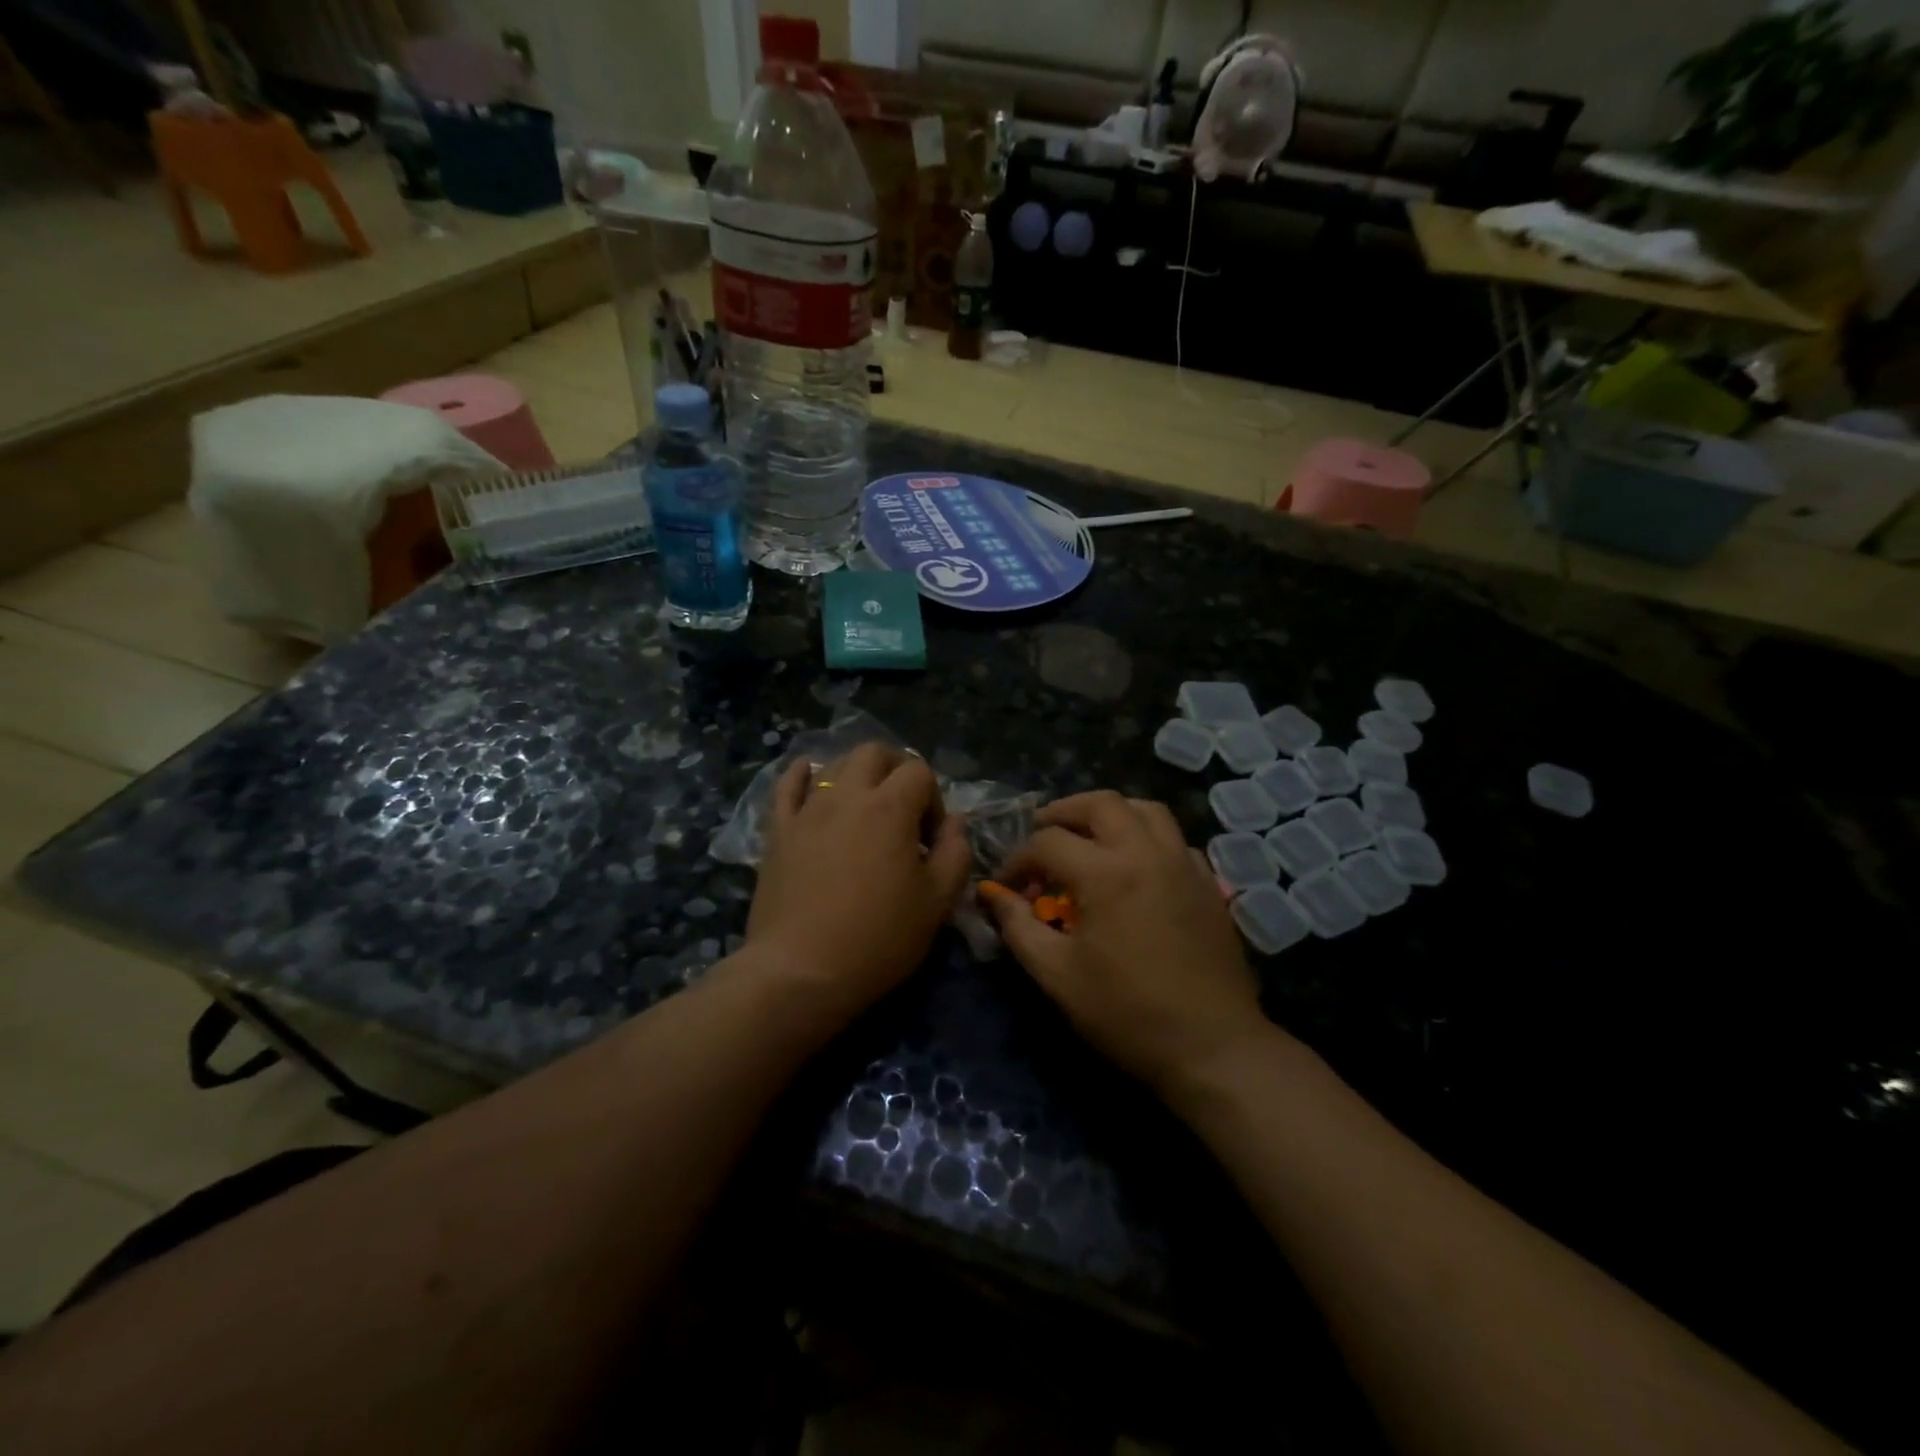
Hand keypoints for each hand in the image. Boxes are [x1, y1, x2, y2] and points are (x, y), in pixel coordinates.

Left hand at [745, 744, 971, 1017]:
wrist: (800, 970)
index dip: (933, 799)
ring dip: (857, 773)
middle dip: (896, 770)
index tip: (930, 840)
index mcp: (890, 808)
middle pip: (874, 753)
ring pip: (834, 763)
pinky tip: (813, 778)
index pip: (919, 772)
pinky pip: (787, 785)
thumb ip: (955, 852)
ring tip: (865, 805)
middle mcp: (846, 795)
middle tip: (904, 809)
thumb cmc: (878, 938)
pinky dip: (805, 774)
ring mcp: (807, 809)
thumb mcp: (937, 902)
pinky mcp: (778, 830)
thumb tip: (953, 823)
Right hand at [981, 791, 1269, 1096]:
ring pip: (1145, 809)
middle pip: (1101, 803)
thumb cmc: (1127, 1013)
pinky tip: (1134, 867)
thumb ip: (1019, 928)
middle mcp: (1147, 853)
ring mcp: (1184, 864)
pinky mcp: (1208, 883)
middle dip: (1062, 812)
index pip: (1047, 842)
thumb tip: (994, 896)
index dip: (1017, 860)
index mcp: (1106, 873)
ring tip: (1088, 836)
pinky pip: (1174, 839)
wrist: (1212, 1046)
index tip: (1006, 887)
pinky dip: (1146, 837)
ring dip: (1109, 813)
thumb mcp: (1058, 975)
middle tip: (1041, 833)